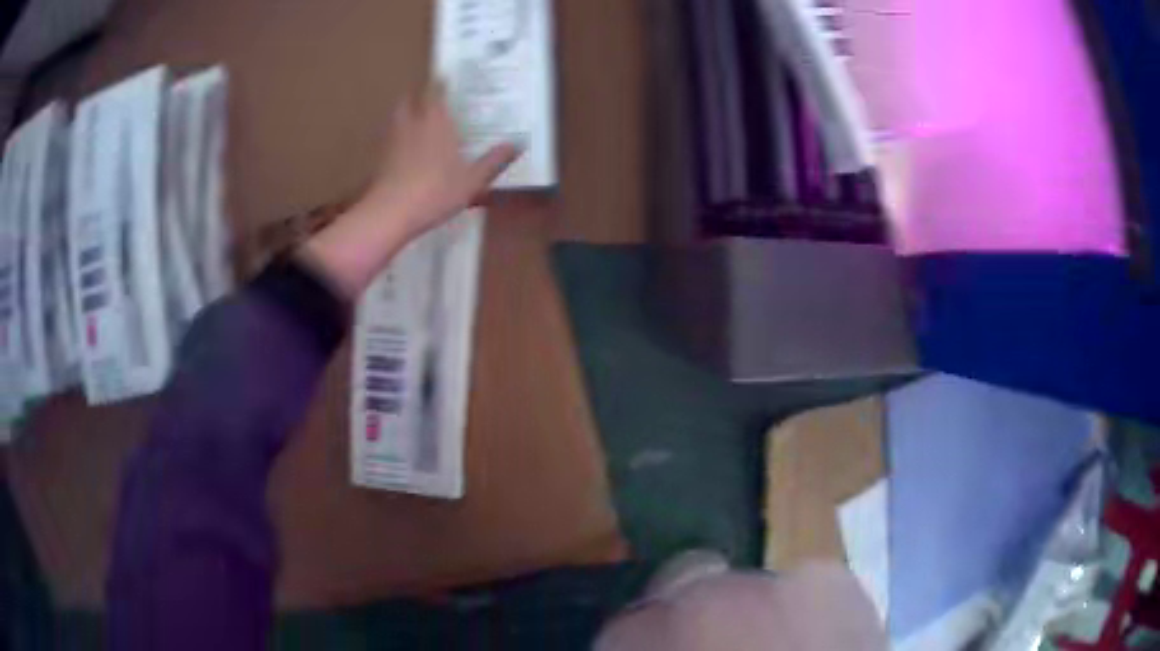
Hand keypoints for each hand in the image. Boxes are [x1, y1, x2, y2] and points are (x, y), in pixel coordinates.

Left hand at [358, 82, 521, 238]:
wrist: (390, 213)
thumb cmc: (435, 192)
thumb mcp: (473, 180)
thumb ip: (494, 161)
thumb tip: (518, 144)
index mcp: (436, 122)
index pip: (436, 91)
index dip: (440, 82)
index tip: (446, 76)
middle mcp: (413, 124)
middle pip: (410, 99)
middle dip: (418, 94)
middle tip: (429, 95)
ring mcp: (393, 141)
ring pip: (397, 116)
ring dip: (406, 112)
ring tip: (416, 117)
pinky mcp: (381, 158)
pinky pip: (390, 137)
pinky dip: (397, 135)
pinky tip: (404, 147)